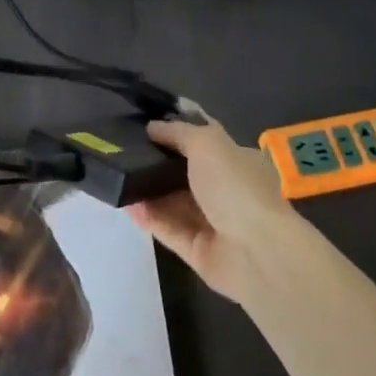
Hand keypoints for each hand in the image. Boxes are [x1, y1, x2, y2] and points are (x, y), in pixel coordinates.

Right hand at [130, 114, 300, 303]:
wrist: (257, 252)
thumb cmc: (236, 186)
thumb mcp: (207, 142)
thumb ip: (178, 132)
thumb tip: (152, 127)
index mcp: (237, 161)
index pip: (204, 139)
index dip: (177, 129)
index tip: (145, 123)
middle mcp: (226, 190)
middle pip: (185, 172)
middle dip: (157, 162)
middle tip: (123, 150)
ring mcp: (213, 222)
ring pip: (174, 202)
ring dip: (148, 191)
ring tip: (118, 177)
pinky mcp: (198, 250)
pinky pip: (168, 229)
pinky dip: (149, 218)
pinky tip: (127, 206)